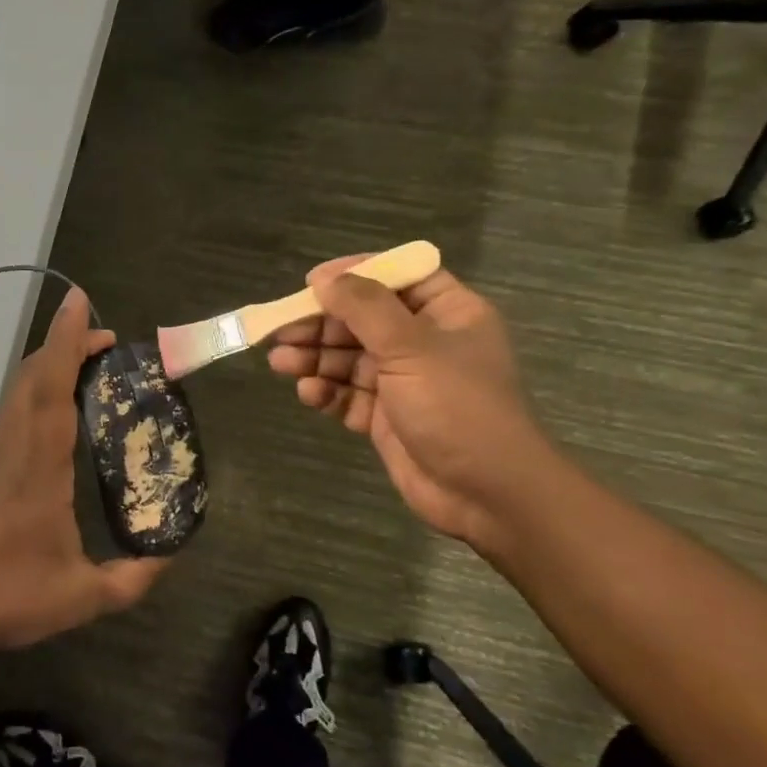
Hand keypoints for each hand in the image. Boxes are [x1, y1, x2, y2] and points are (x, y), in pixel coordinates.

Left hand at [0, 288, 168, 653]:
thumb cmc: (6, 597)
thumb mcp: (82, 596)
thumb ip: (131, 579)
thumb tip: (167, 557)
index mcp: (38, 465)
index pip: (52, 388)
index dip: (67, 341)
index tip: (81, 303)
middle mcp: (12, 448)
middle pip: (32, 377)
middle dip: (65, 345)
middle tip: (106, 340)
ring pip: (17, 392)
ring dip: (48, 365)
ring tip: (85, 364)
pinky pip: (11, 413)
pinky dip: (34, 391)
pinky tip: (51, 410)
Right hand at [267, 259, 554, 549]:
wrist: (486, 492)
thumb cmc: (457, 407)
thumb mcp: (411, 347)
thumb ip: (365, 309)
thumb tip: (326, 279)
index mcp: (448, 313)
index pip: (399, 278)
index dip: (356, 274)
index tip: (313, 282)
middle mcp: (425, 343)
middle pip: (364, 321)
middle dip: (322, 325)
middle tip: (281, 330)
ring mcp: (405, 382)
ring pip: (351, 359)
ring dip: (316, 359)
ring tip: (280, 362)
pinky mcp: (386, 418)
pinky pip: (349, 396)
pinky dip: (328, 392)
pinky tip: (308, 394)